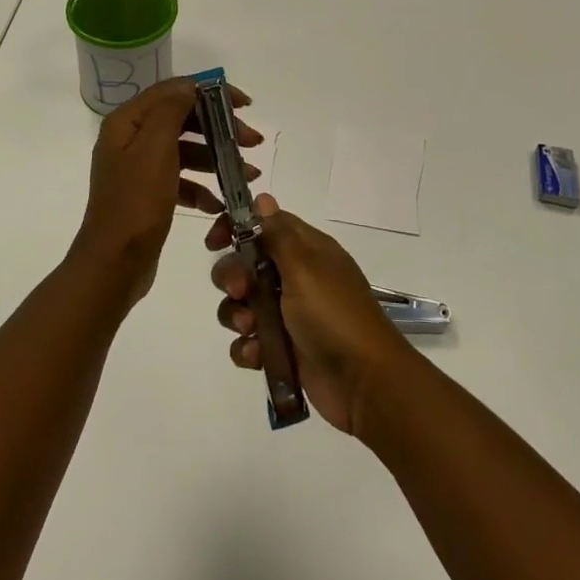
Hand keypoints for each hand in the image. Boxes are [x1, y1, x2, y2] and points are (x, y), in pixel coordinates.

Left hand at [72, 77, 262, 307]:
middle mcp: (130, 139)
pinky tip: (219, 203)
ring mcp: (138, 168)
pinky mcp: (148, 194)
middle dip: (220, 128)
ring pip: (185, 150)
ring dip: (217, 158)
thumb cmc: (136, 204)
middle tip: (253, 141)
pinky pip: (180, 179)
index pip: (174, 91)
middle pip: (182, 119)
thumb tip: (190, 86)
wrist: (113, 266)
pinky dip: (201, 187)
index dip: (211, 92)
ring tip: (247, 175)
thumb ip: (171, 111)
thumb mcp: (155, 150)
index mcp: (127, 122)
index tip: (244, 105)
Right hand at [208, 195, 413, 434]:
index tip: (215, 242)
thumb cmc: (333, 314)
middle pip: (246, 264)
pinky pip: (249, 341)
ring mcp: (288, 314)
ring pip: (242, 304)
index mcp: (306, 250)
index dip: (236, 228)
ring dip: (236, 314)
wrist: (364, 382)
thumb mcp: (304, 266)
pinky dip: (247, 347)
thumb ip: (277, 233)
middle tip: (239, 290)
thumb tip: (262, 197)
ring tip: (249, 328)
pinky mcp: (282, 349)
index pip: (263, 225)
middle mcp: (295, 277)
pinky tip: (256, 355)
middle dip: (232, 276)